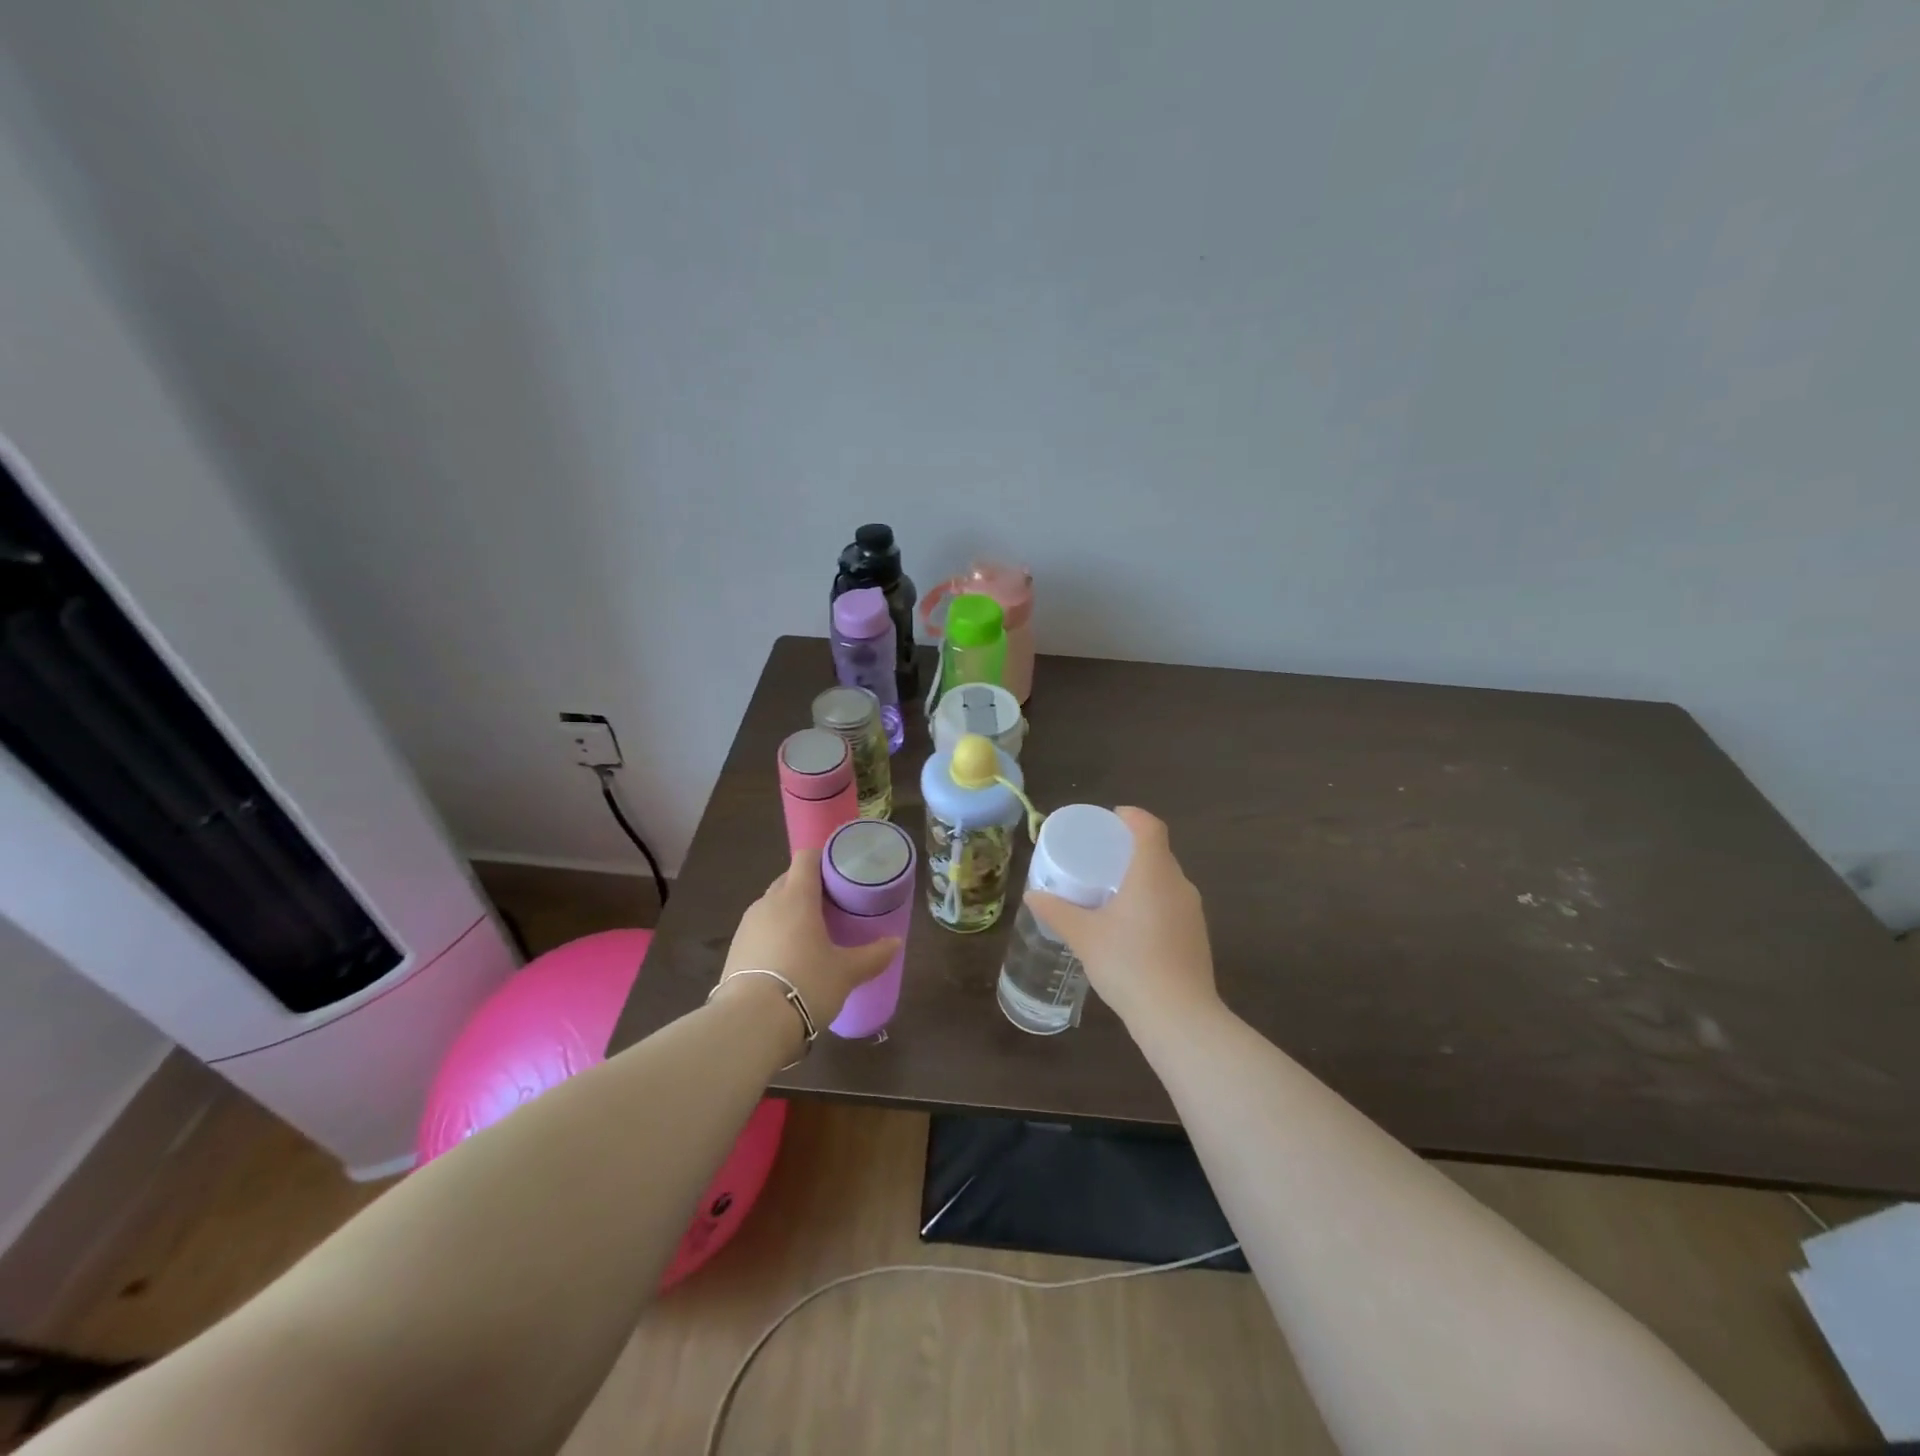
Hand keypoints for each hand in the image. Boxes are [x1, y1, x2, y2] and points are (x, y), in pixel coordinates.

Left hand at [717, 849, 900, 1028]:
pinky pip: (760, 930)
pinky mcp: (734, 950)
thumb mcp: (846, 972)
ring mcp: (747, 926)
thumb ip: (873, 955)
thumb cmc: (806, 984)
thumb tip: (895, 943)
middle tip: (833, 905)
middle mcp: (768, 903)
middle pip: (789, 880)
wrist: (750, 1023)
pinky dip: (774, 934)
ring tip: (811, 933)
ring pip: (772, 906)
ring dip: (790, 912)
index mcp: (796, 896)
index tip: (841, 871)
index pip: (806, 858)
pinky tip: (788, 958)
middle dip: (809, 887)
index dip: (824, 858)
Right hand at [1025, 807, 1219, 1031]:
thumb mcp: (1084, 936)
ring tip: (1112, 891)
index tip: (1110, 821)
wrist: (1179, 1017)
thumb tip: (1033, 895)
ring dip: (1142, 877)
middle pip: (1158, 852)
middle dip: (1131, 849)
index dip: (1132, 817)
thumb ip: (1057, 912)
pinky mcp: (1197, 937)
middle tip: (1101, 858)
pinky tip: (1131, 926)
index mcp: (1153, 872)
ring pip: (1166, 880)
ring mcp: (1193, 912)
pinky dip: (1152, 902)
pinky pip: (1172, 904)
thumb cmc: (1128, 964)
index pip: (1150, 827)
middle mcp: (1179, 885)